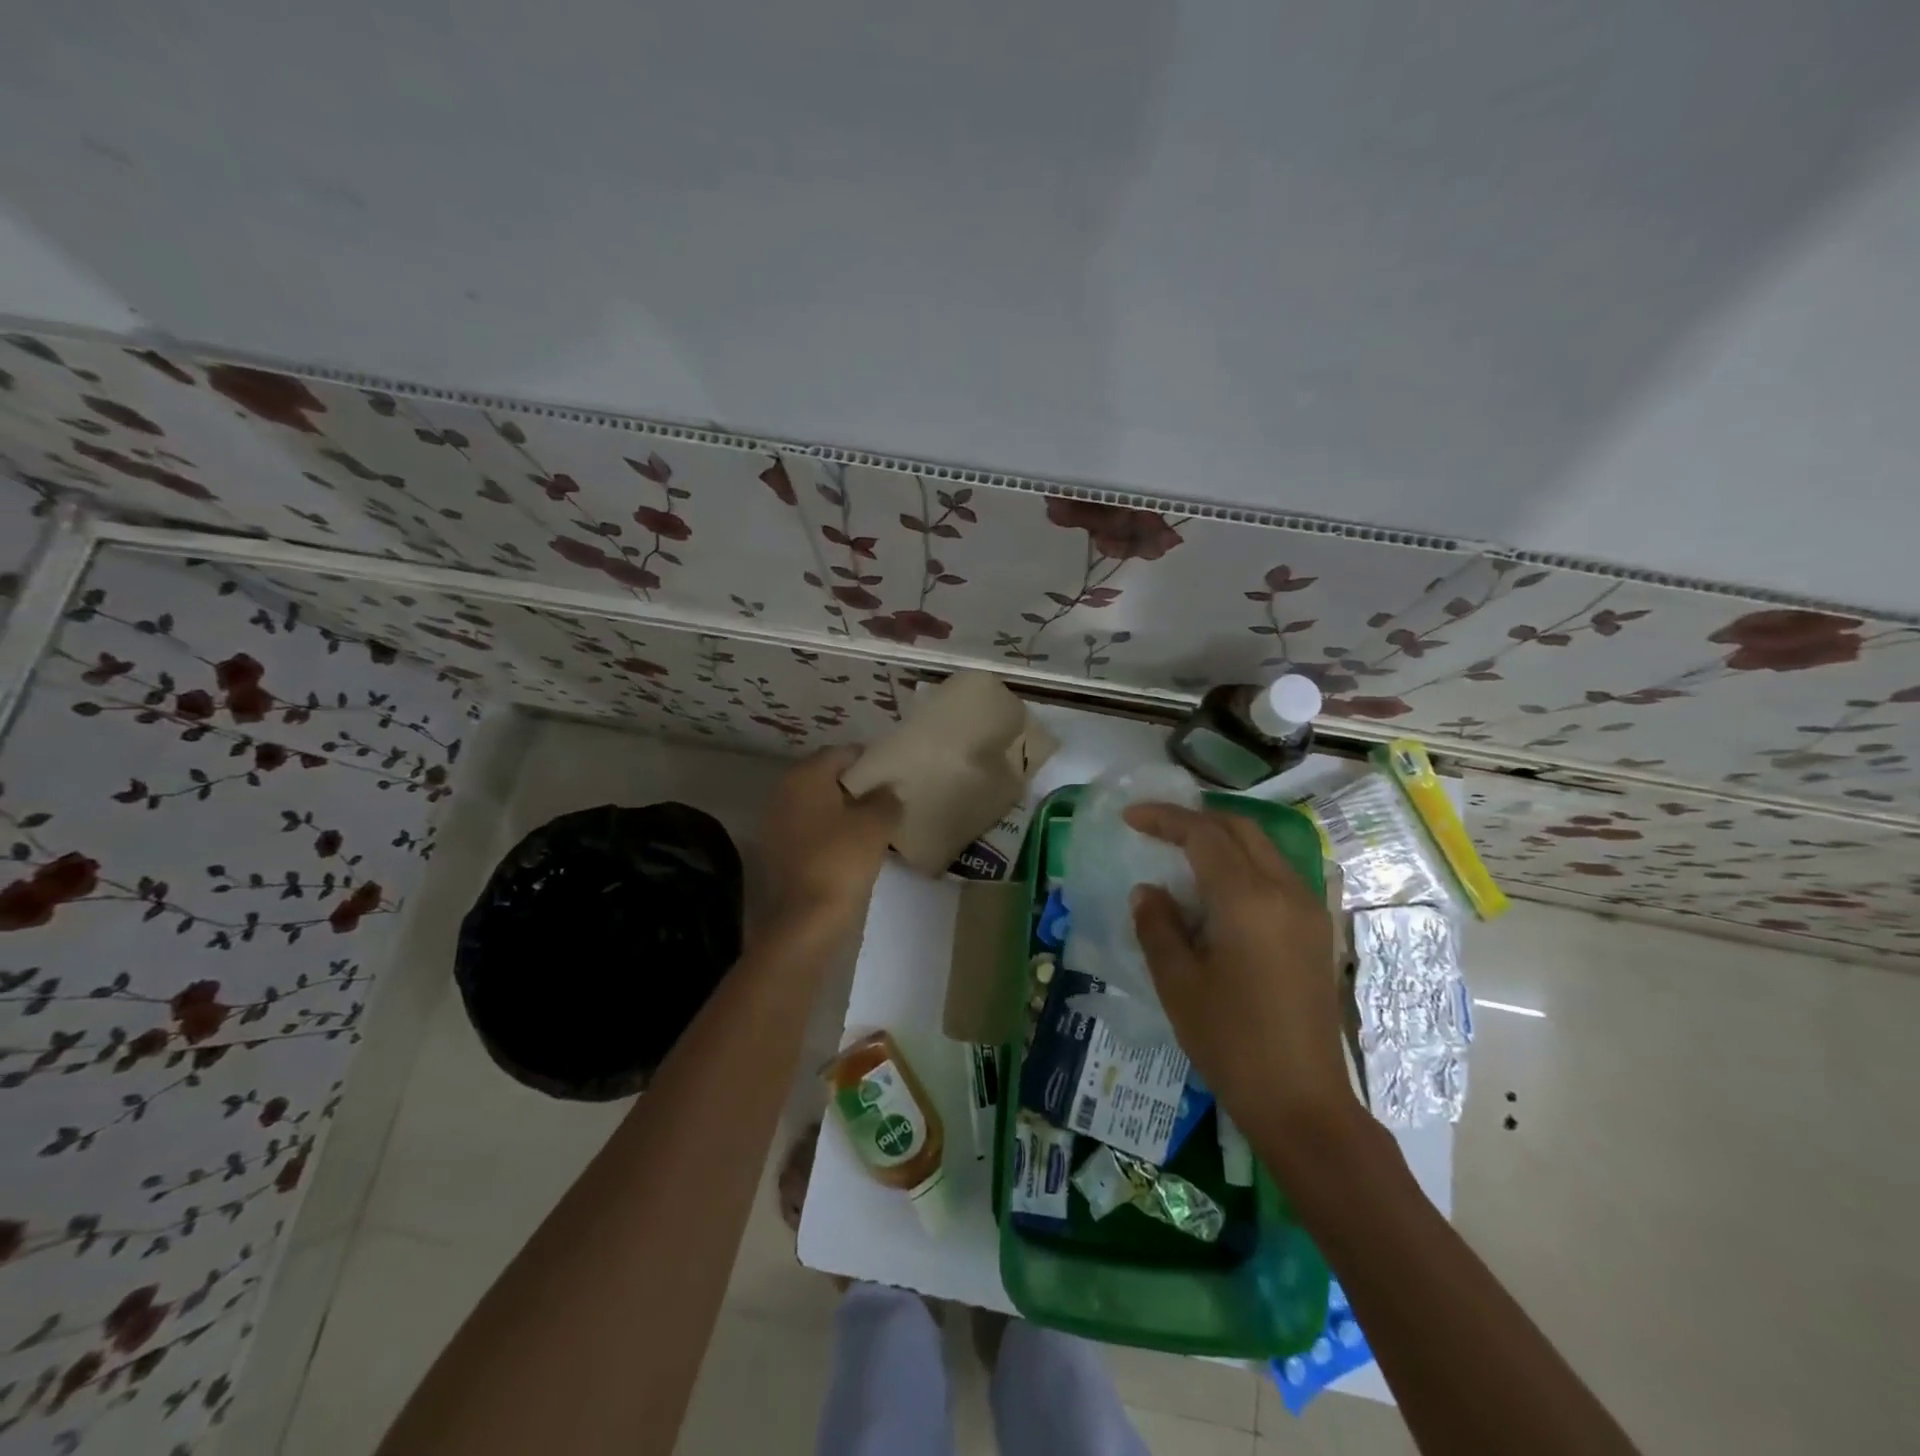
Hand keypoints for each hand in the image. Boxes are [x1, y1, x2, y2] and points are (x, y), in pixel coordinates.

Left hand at [760, 747, 901, 930]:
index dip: (868, 761)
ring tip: (872, 824)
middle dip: (855, 785)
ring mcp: (775, 824)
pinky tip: (851, 847)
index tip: (892, 774)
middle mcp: (783, 792)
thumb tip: (888, 790)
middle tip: (885, 798)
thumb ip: (887, 798)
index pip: (841, 753)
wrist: (806, 919)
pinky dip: (828, 832)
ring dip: (842, 810)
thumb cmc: (842, 860)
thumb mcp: (877, 824)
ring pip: (816, 805)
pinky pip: (808, 830)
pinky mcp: (776, 852)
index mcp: (804, 776)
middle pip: (825, 778)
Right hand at [1124, 803, 1351, 1135]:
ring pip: (1263, 848)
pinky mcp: (1316, 932)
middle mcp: (1286, 891)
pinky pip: (1277, 874)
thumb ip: (1158, 926)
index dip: (1165, 818)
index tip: (1130, 817)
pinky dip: (1243, 863)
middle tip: (1156, 826)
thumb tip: (1148, 891)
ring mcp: (1308, 910)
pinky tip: (1217, 889)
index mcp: (1249, 900)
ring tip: (1182, 850)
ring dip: (1222, 838)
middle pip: (1241, 829)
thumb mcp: (1179, 984)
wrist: (1303, 1103)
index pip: (1204, 835)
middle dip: (1196, 819)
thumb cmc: (1232, 1043)